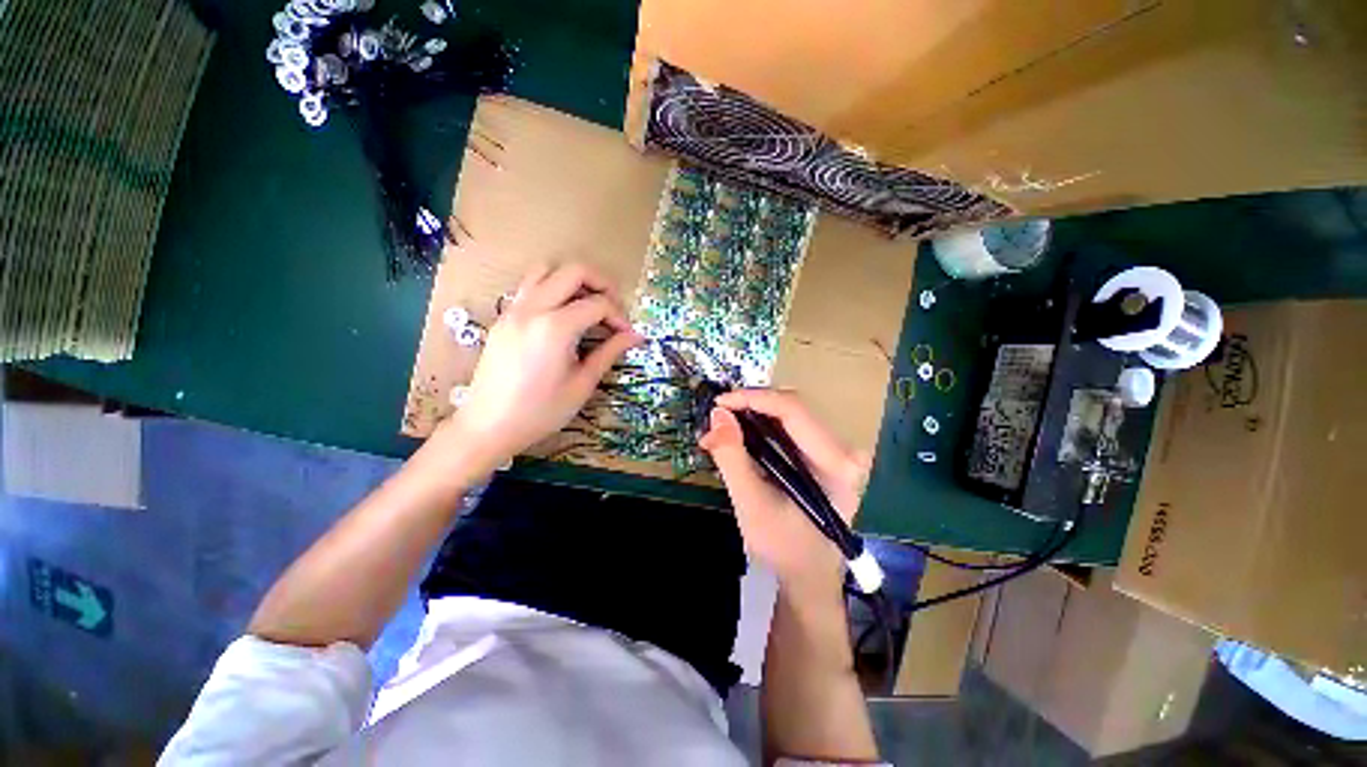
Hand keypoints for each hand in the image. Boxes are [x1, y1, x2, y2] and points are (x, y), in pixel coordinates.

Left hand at [447, 263, 642, 466]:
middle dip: (601, 283)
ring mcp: (514, 309)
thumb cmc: (541, 411)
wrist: (489, 425)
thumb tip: (636, 336)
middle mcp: (533, 308)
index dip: (619, 316)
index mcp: (556, 328)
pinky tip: (562, 314)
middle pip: (573, 271)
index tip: (627, 334)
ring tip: (587, 303)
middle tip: (613, 307)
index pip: (598, 304)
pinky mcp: (503, 316)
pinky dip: (552, 287)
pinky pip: (530, 285)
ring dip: (572, 279)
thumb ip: (609, 353)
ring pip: (546, 269)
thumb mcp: (582, 384)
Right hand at [700, 390, 868, 595]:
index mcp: (837, 463)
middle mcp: (844, 449)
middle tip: (716, 418)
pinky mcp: (824, 453)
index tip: (719, 403)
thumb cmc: (784, 547)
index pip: (793, 411)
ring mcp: (836, 449)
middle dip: (749, 407)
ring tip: (721, 429)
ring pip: (788, 413)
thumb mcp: (751, 505)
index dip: (753, 399)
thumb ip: (732, 457)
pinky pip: (789, 427)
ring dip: (751, 415)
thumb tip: (718, 414)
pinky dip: (760, 427)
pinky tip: (739, 436)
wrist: (808, 575)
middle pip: (791, 407)